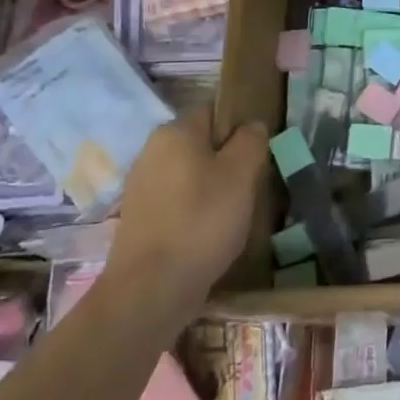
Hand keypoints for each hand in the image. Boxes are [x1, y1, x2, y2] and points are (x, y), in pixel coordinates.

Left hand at [113, 112, 268, 292]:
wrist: (150, 290)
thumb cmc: (202, 221)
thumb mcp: (242, 173)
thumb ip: (251, 139)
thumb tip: (251, 125)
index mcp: (175, 131)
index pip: (215, 110)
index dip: (241, 126)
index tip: (260, 152)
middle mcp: (151, 150)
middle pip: (202, 142)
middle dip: (228, 159)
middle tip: (253, 184)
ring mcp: (141, 185)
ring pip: (191, 173)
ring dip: (213, 186)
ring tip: (234, 212)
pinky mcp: (139, 217)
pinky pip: (177, 199)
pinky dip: (195, 209)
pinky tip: (210, 232)